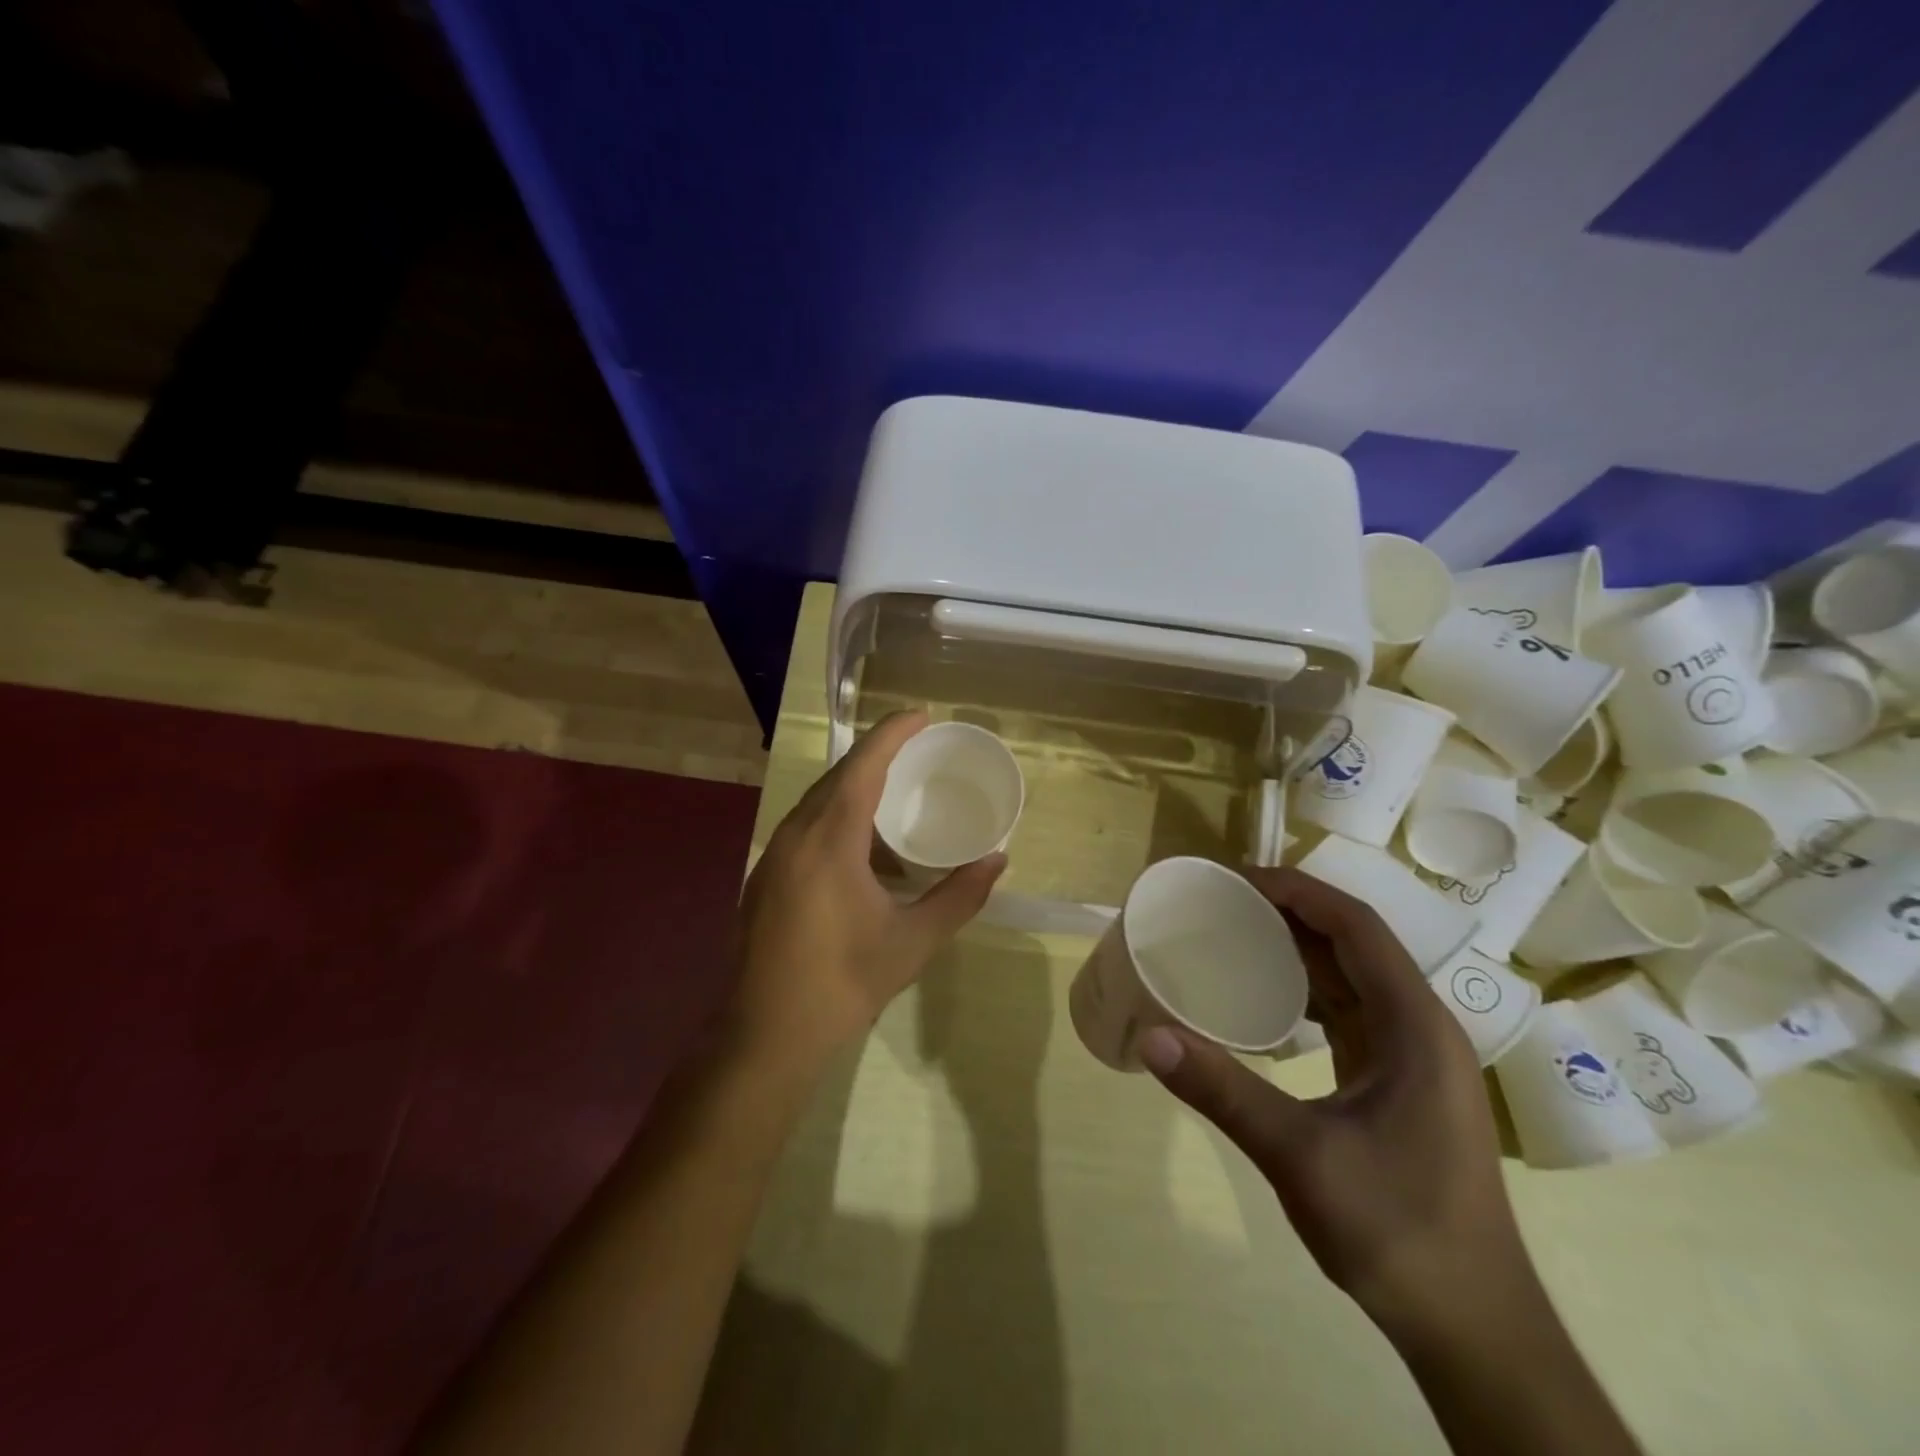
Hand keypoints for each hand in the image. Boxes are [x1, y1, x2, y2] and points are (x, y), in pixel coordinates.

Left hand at [732, 711, 1005, 1072]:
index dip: (892, 733)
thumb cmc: (843, 983)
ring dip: (855, 791)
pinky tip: (862, 852)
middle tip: (916, 751)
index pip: (863, 765)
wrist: (765, 1037)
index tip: (921, 715)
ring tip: (896, 800)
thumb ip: (959, 896)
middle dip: (876, 757)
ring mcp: (773, 857)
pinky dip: (837, 821)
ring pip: (817, 804)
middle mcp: (795, 836)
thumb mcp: (912, 941)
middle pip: (837, 777)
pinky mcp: (764, 880)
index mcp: (829, 839)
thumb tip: (997, 861)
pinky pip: (805, 830)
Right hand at [1137, 868, 1528, 1335]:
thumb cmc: (1399, 1232)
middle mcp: (1420, 1028)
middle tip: (1222, 903)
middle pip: (1353, 944)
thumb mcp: (1301, 1157)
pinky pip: (1349, 1013)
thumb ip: (1224, 1092)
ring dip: (1297, 950)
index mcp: (1414, 1026)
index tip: (1236, 879)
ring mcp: (1412, 1058)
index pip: (1356, 927)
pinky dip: (1305, 993)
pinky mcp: (1397, 1084)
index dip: (1298, 891)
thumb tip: (1149, 1037)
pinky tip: (1265, 1001)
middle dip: (1289, 914)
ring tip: (1235, 937)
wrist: (1472, 1330)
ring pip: (1351, 978)